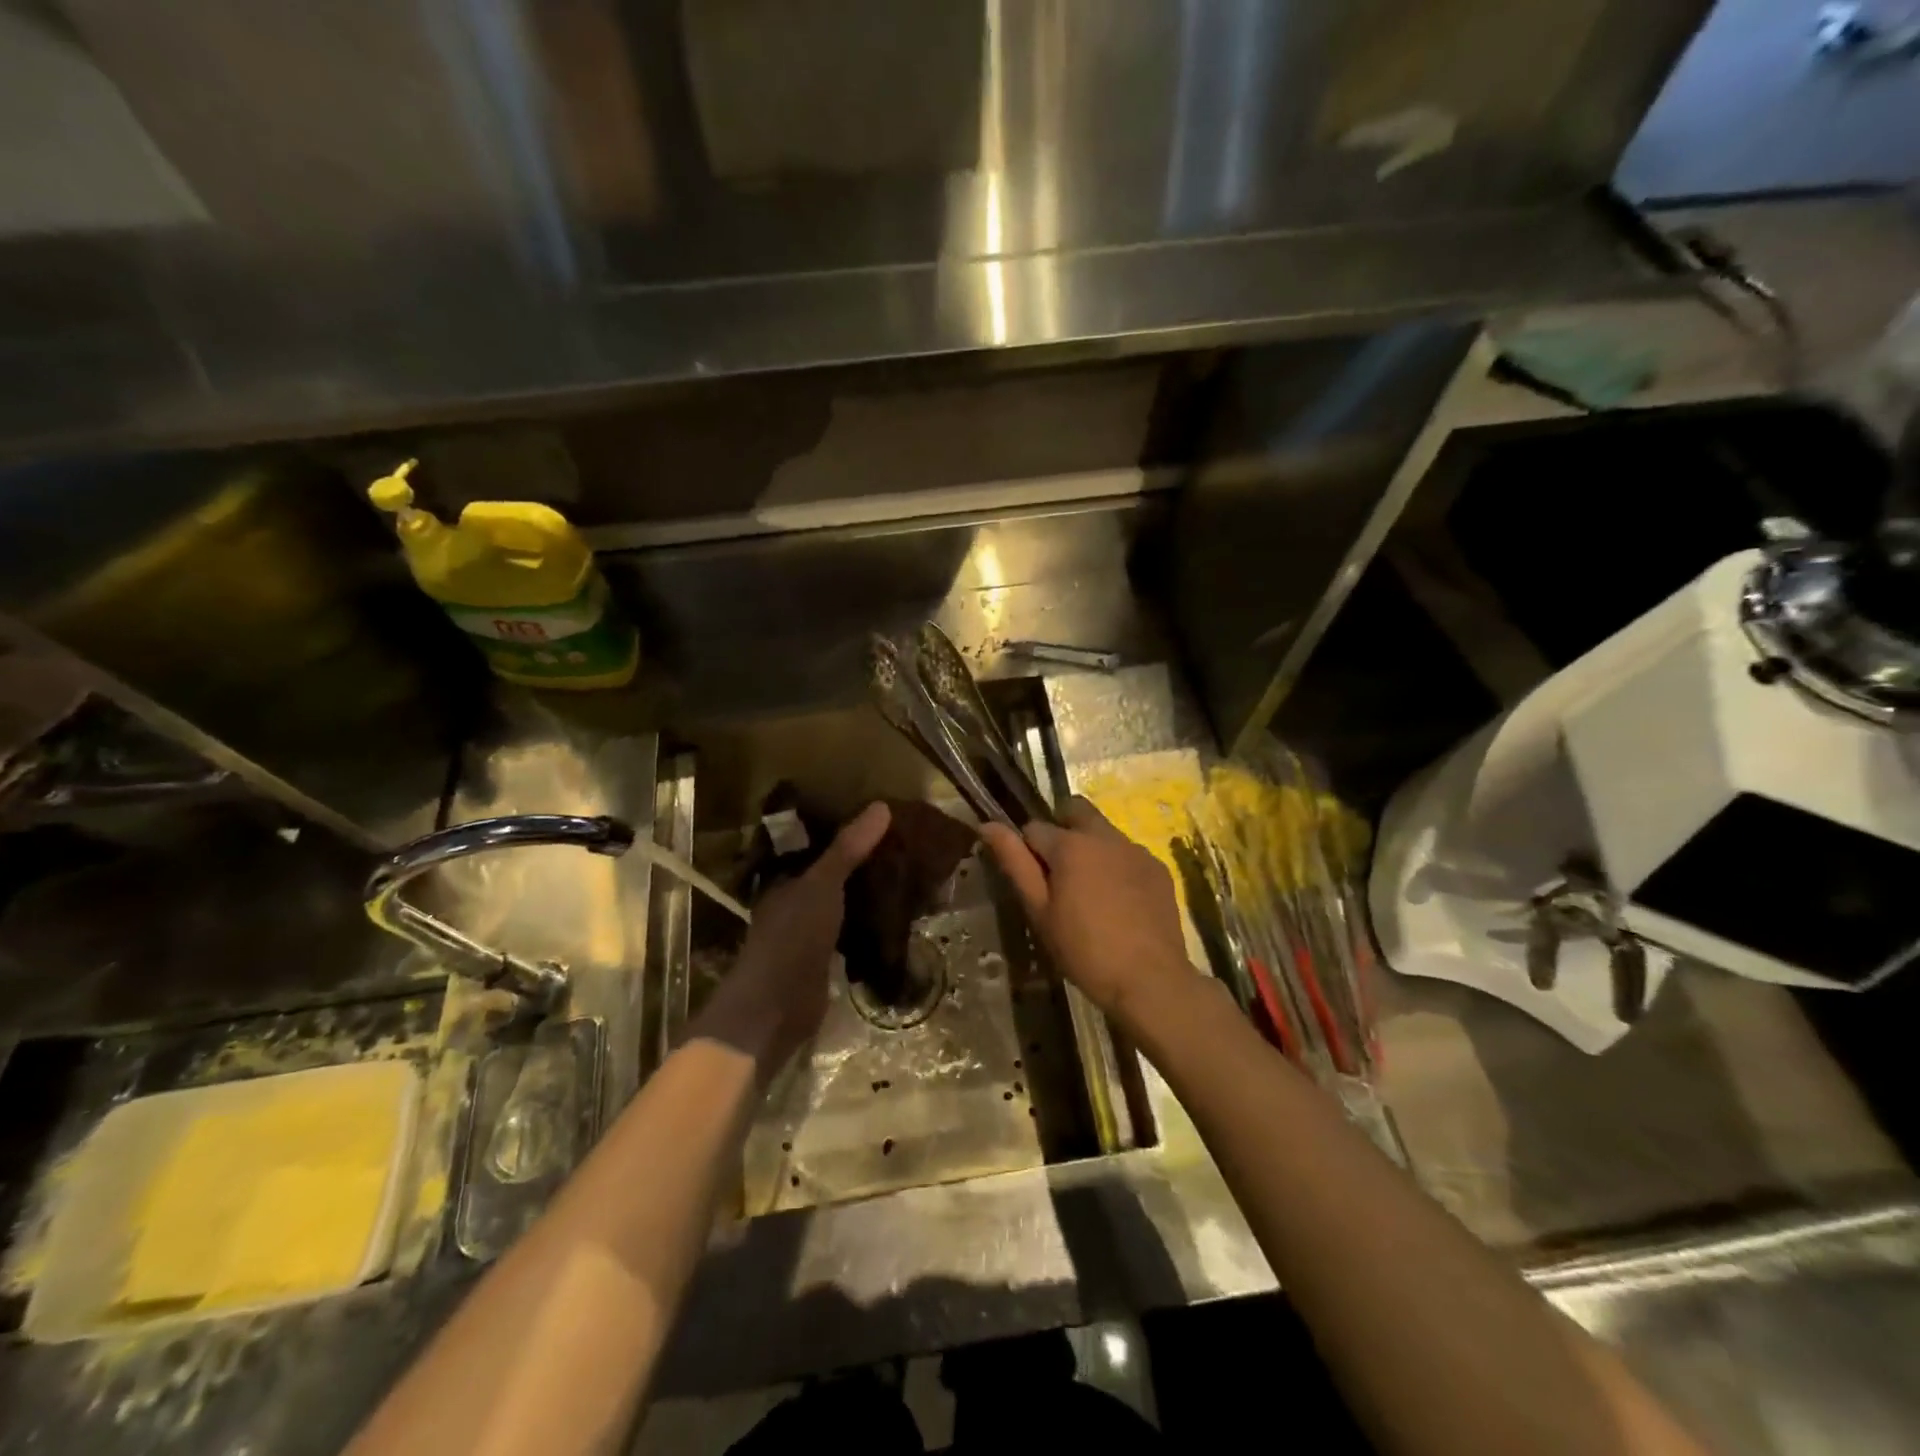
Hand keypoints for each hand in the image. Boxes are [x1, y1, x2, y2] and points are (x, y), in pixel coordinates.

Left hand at [692, 801, 890, 1073]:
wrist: (776, 1009)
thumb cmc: (792, 938)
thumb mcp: (821, 885)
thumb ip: (847, 849)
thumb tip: (882, 806)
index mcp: (785, 880)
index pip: (815, 846)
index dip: (843, 832)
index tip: (878, 819)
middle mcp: (794, 904)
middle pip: (832, 875)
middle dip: (861, 863)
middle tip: (902, 844)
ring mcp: (809, 934)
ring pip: (843, 903)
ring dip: (867, 893)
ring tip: (907, 874)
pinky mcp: (825, 961)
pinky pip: (852, 932)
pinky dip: (870, 923)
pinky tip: (898, 916)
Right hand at [979, 797, 1194, 1027]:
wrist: (1150, 980)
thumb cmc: (1084, 949)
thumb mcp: (1040, 910)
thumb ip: (1015, 863)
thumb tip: (988, 825)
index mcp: (1071, 845)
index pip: (1034, 828)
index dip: (1027, 851)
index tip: (1032, 881)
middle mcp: (1105, 836)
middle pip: (1075, 812)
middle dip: (1061, 829)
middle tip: (1059, 873)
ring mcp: (1136, 850)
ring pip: (1103, 832)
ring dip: (1090, 847)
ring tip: (1090, 892)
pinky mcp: (1158, 868)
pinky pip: (1128, 854)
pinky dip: (1117, 866)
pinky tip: (1119, 902)